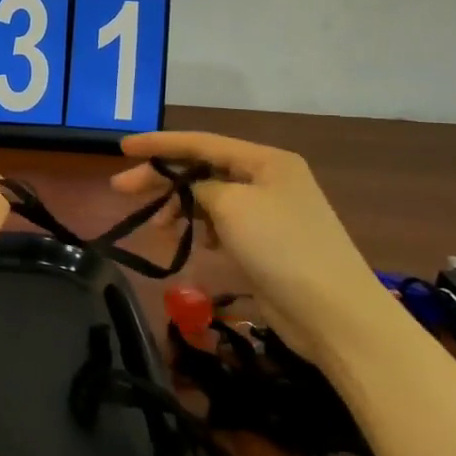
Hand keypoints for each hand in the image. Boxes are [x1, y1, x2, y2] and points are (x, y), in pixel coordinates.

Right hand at [111, 131, 387, 357]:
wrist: (334, 313)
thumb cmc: (281, 247)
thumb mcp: (232, 205)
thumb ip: (200, 186)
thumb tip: (190, 188)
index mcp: (265, 160)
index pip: (200, 142)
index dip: (159, 143)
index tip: (121, 148)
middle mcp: (267, 178)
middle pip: (202, 169)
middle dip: (162, 177)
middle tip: (121, 189)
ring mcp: (269, 212)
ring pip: (210, 197)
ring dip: (181, 206)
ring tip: (157, 226)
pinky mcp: (267, 243)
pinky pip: (223, 223)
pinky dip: (203, 227)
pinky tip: (193, 242)